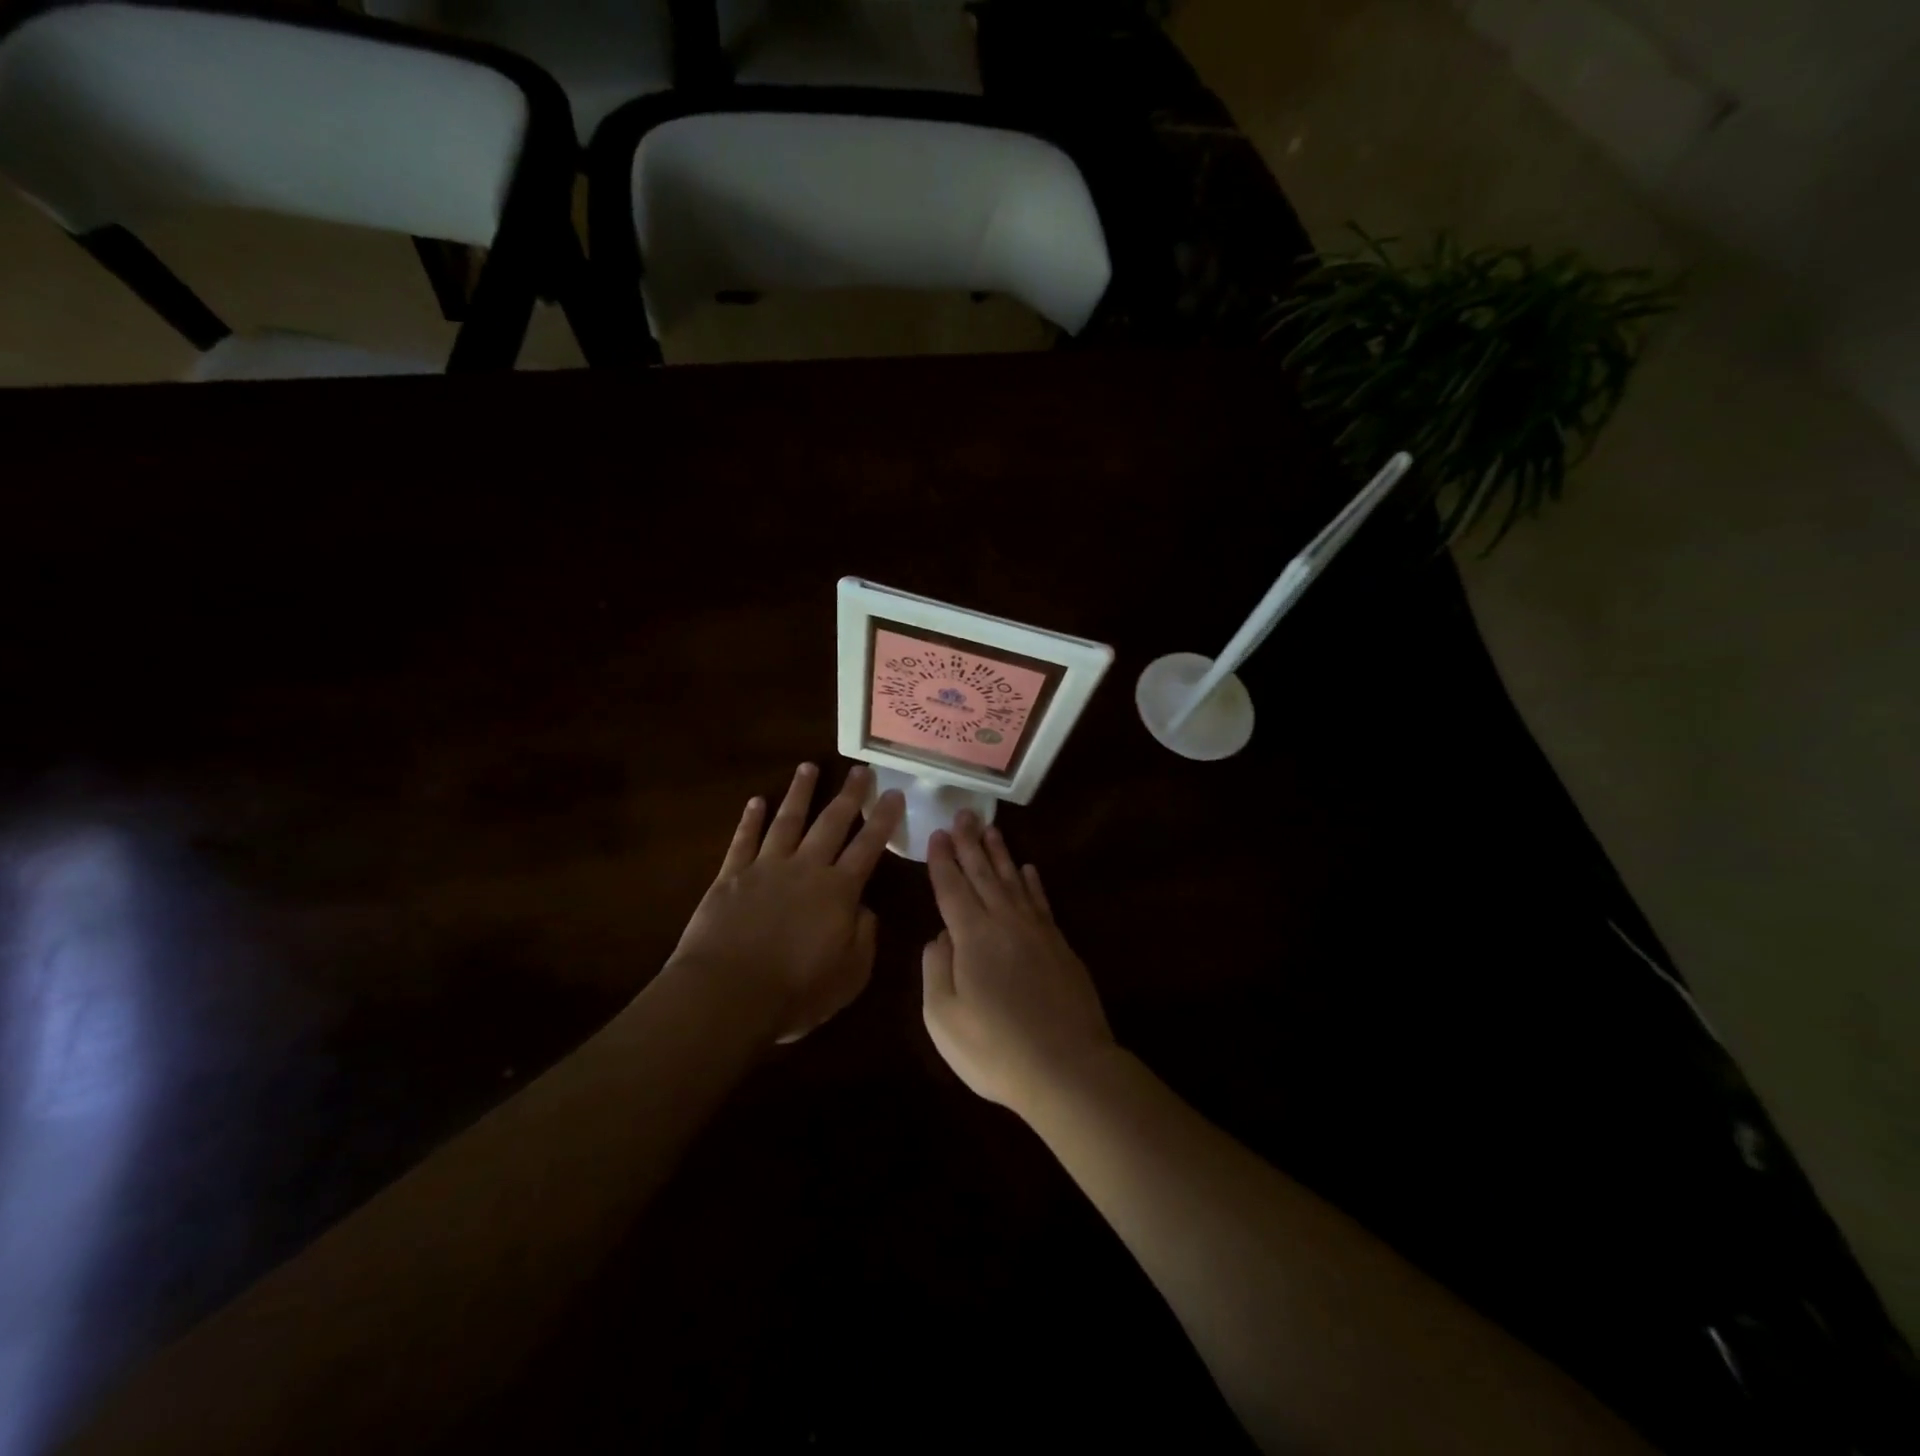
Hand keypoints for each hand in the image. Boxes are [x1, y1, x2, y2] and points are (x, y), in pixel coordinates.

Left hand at [671, 762, 903, 1043]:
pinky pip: (743, 840)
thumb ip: (864, 937)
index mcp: (839, 891)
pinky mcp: (731, 876)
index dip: (883, 819)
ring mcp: (766, 868)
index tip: (894, 794)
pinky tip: (756, 801)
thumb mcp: (850, 975)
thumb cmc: (796, 992)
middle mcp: (806, 868)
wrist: (727, 994)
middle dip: (849, 795)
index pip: (868, 846)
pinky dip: (750, 819)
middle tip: (861, 770)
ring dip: (800, 792)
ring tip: (809, 767)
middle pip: (831, 822)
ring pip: (787, 820)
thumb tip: (865, 908)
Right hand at [921, 812, 1115, 1115]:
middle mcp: (1005, 922)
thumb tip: (938, 936)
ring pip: (1014, 880)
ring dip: (1001, 854)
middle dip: (970, 843)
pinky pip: (1041, 901)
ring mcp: (1037, 931)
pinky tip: (1029, 869)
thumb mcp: (944, 1018)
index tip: (937, 833)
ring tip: (991, 830)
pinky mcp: (1060, 945)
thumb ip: (935, 970)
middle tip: (963, 814)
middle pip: (984, 873)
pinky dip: (1033, 882)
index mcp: (972, 936)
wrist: (1067, 1068)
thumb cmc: (996, 1049)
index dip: (943, 860)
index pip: (952, 887)